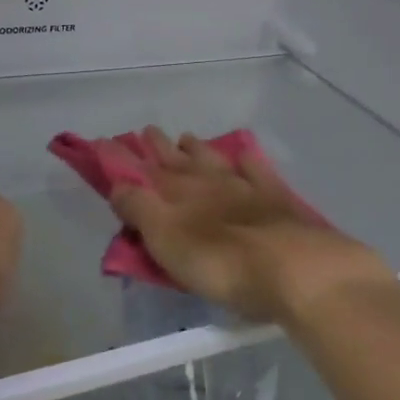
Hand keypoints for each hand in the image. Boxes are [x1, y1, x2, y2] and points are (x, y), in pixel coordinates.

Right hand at [108, 127, 391, 326]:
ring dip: (197, 149)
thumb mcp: (167, 240)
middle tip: (146, 132)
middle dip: (159, 147)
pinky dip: (246, 161)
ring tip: (185, 138)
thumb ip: (140, 209)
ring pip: (214, 159)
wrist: (294, 268)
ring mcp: (245, 186)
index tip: (105, 142)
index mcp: (178, 193)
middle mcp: (209, 181)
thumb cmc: (221, 262)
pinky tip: (244, 156)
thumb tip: (118, 183)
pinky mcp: (276, 199)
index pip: (142, 171)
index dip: (122, 158)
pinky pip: (256, 170)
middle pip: (178, 159)